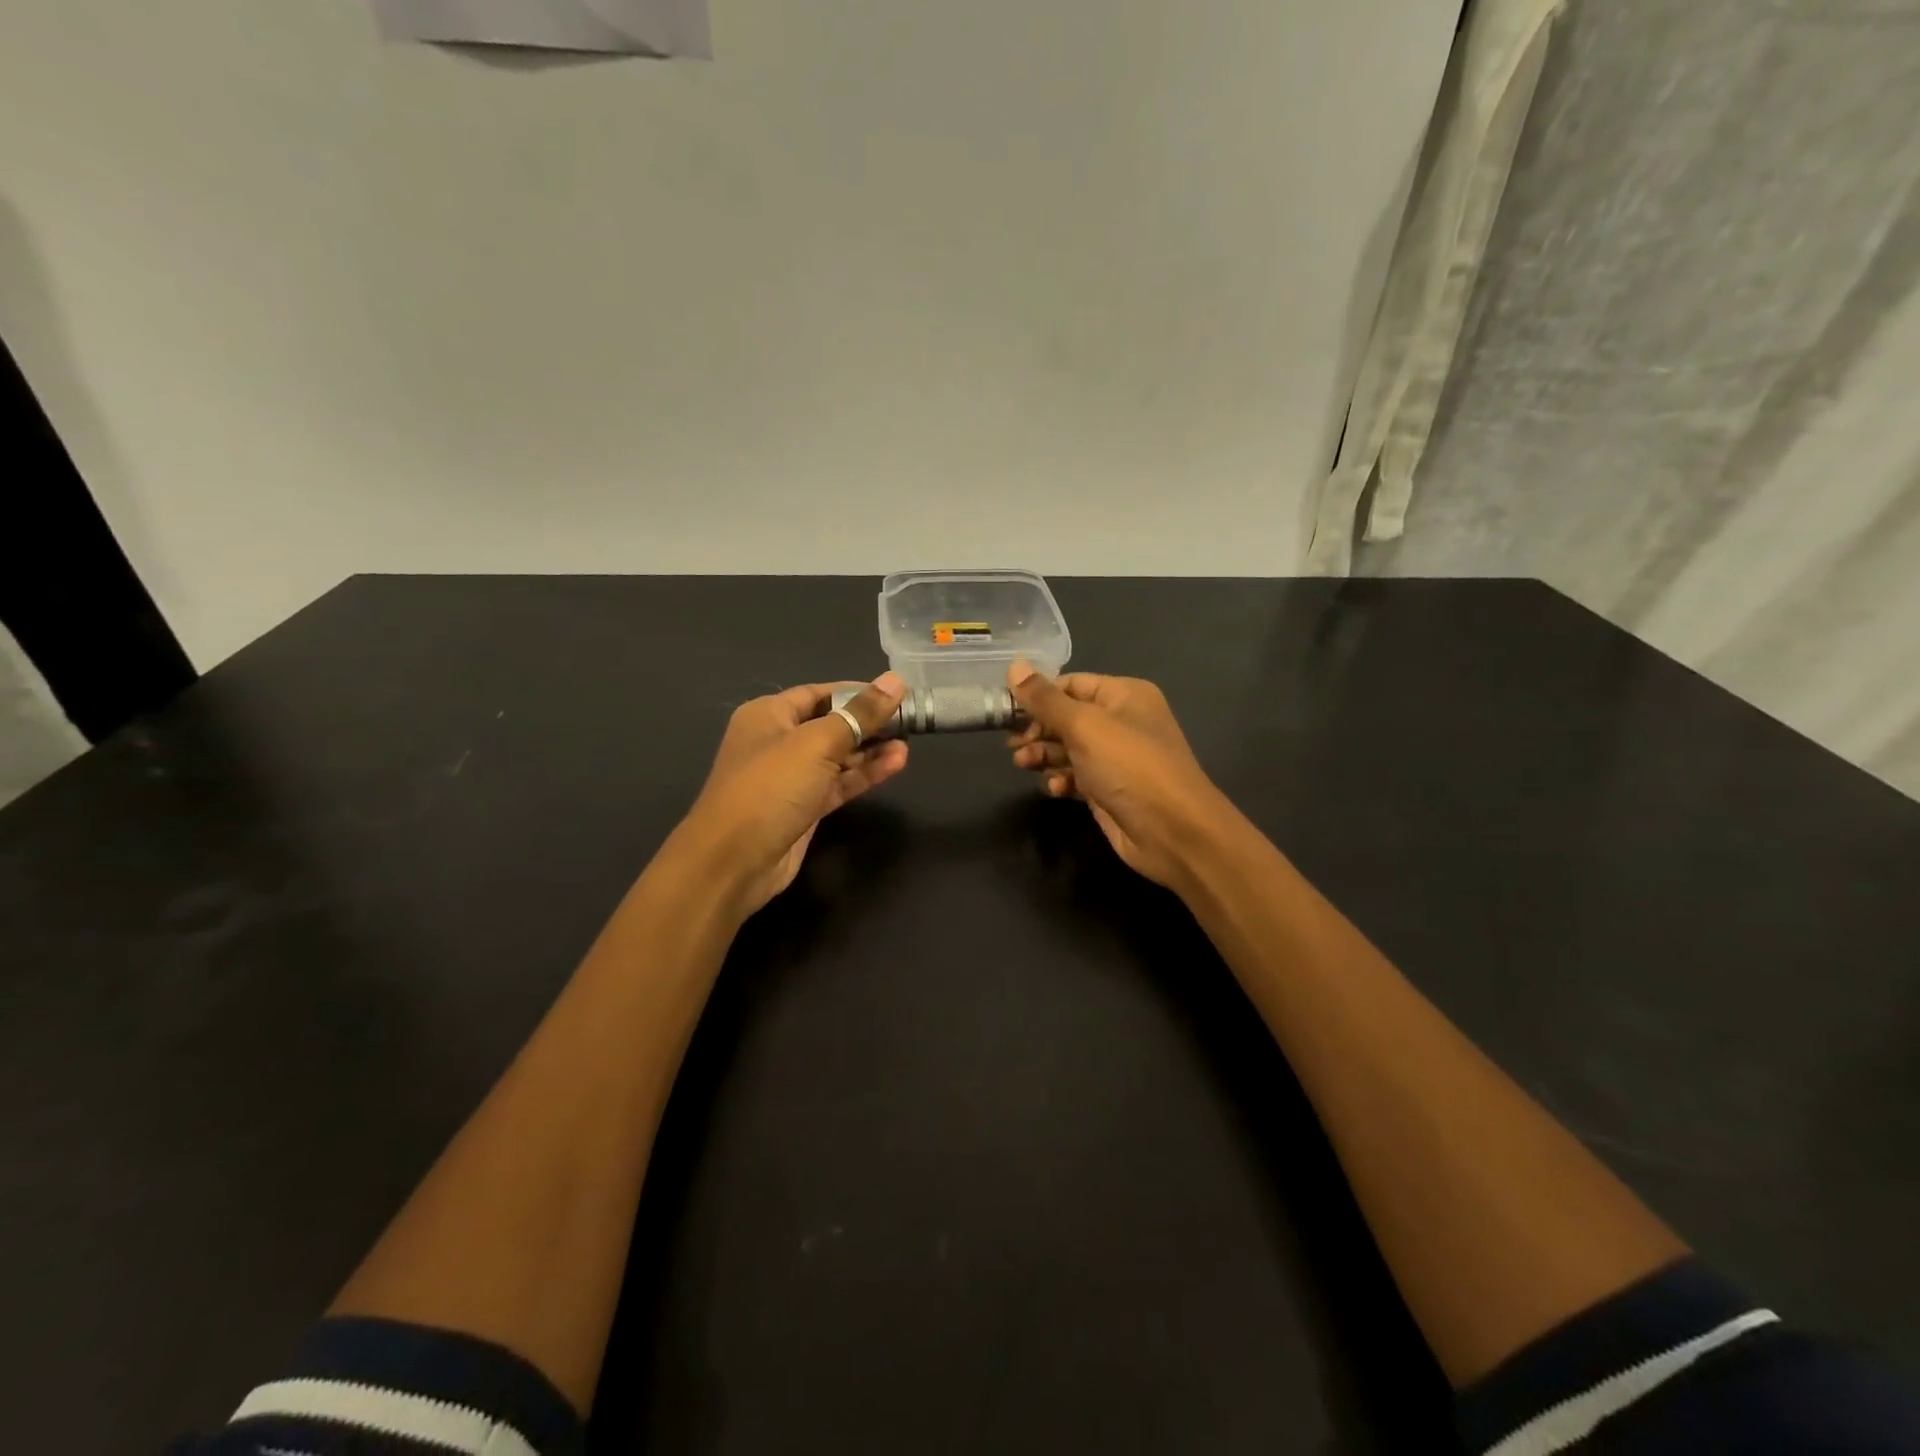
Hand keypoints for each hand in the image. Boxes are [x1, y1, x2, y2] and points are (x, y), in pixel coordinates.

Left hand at [673, 674, 908, 920]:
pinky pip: (839, 783)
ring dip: (871, 750)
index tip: (896, 693)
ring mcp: (791, 778)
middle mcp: (778, 741)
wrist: (734, 861)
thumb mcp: (818, 743)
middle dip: (868, 722)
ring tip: (909, 743)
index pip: (820, 692)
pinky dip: (865, 774)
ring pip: (838, 756)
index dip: (857, 691)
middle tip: (910, 720)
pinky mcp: (804, 808)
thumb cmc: (770, 787)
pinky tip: (896, 763)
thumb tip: (895, 680)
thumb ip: (860, 713)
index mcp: (769, 715)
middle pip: (831, 724)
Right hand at [1006, 663, 1234, 891]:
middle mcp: (1122, 721)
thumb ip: (1045, 699)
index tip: (1006, 710)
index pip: (1071, 684)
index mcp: (1124, 695)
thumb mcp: (1084, 726)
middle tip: (1012, 744)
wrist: (1172, 831)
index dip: (1039, 695)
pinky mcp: (1109, 789)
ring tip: (1023, 764)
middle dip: (1037, 729)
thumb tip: (1014, 666)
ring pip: (1068, 748)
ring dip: (1043, 755)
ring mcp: (1116, 758)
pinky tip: (1054, 788)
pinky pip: (1076, 776)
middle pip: (1067, 717)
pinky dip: (1062, 780)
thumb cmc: (1129, 766)